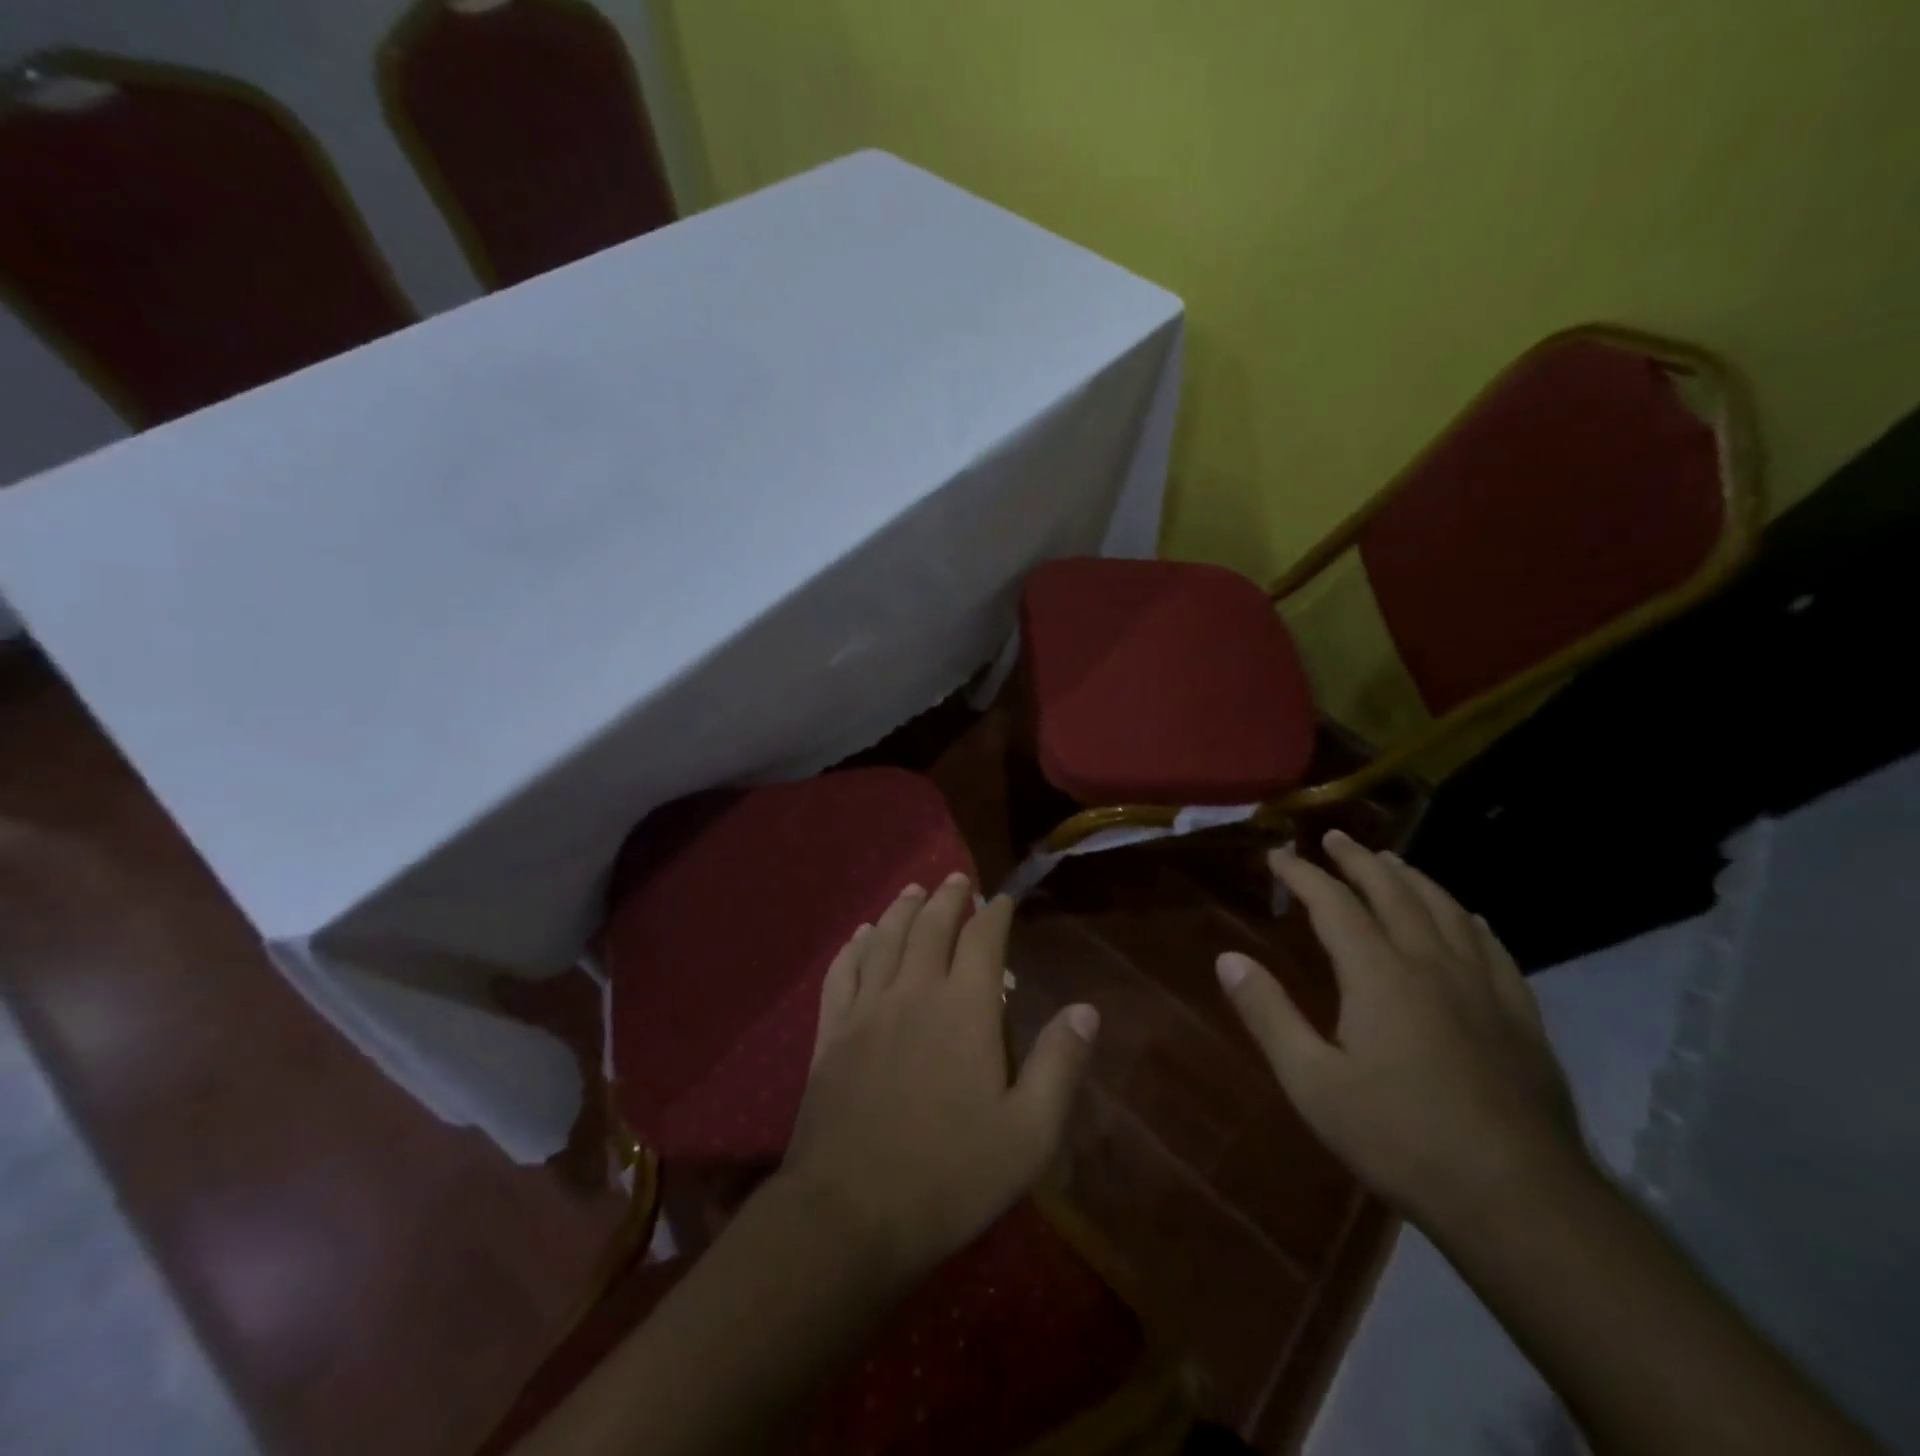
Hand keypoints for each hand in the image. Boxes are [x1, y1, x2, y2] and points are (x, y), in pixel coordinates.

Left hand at [777, 874, 1099, 1282]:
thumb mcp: (1028, 1134)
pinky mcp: (831, 1032)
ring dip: (902, 909)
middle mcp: (913, 991)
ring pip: (885, 938)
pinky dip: (854, 945)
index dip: (994, 914)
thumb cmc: (950, 1177)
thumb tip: (1086, 1008)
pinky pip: (842, 971)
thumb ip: (1059, 1065)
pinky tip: (861, 935)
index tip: (1003, 899)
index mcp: (964, 1009)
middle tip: (958, 880)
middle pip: (930, 926)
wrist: (850, 1214)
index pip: (982, 939)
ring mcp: (866, 1009)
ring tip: (914, 890)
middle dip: (948, 898)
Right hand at [1217, 831, 1584, 1225]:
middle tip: (1335, 838)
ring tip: (1392, 862)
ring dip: (1413, 879)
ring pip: (1446, 911)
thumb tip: (1227, 958)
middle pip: (1393, 893)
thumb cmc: (1400, 1138)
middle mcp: (1431, 964)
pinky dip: (1470, 921)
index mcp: (1379, 974)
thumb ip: (1268, 1014)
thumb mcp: (1312, 1082)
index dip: (1303, 874)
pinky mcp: (1520, 1016)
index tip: (1277, 855)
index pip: (1334, 904)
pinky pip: (1493, 948)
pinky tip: (1468, 917)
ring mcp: (1483, 987)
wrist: (1519, 1199)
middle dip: (1359, 860)